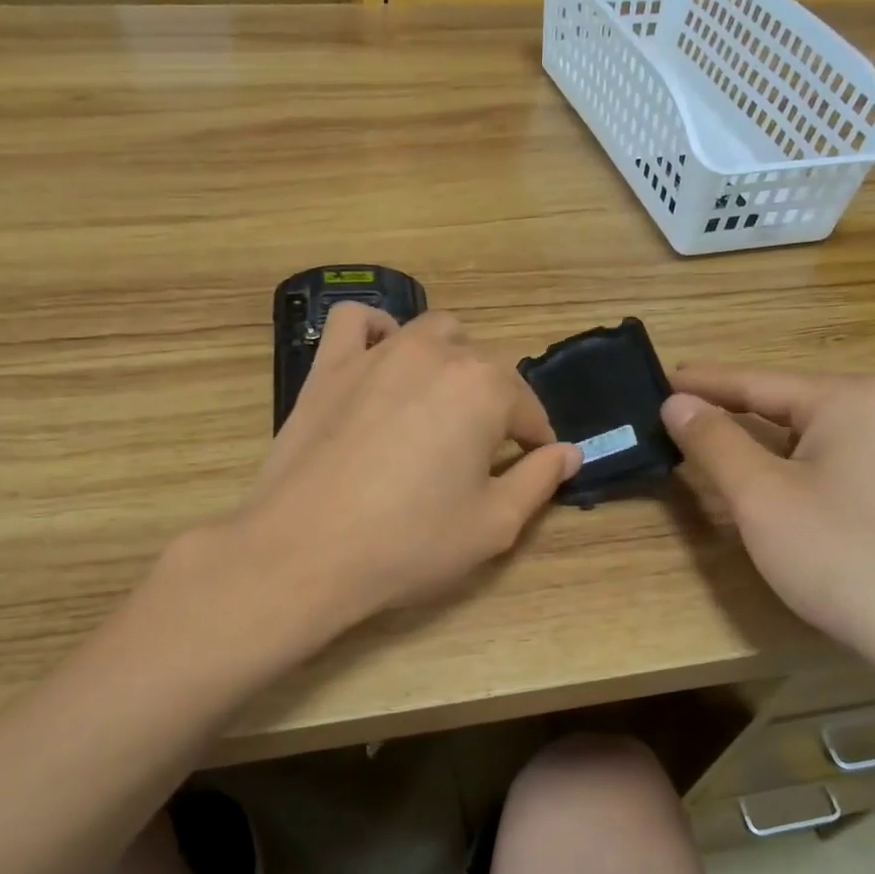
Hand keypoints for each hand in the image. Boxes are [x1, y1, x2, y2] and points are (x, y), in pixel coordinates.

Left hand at [236, 304, 580, 630]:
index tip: (534, 465)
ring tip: (439, 405)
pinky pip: (356, 322)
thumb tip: (569, 452)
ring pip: (431, 333)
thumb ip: (539, 481)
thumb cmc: (409, 542)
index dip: (536, 441)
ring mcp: (377, 353)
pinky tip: (381, 360)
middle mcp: (435, 354)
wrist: (305, 551)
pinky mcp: (329, 365)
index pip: (527, 408)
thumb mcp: (493, 525)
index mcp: (484, 388)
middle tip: (481, 451)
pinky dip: (377, 332)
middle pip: (483, 367)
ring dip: (449, 361)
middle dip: (494, 403)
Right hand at [660, 366, 874, 683]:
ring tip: (711, 431)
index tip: (659, 376)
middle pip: (785, 400)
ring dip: (757, 433)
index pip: (758, 381)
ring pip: (807, 430)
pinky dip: (787, 457)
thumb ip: (714, 441)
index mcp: (849, 399)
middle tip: (676, 406)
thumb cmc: (836, 554)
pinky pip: (829, 454)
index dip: (704, 382)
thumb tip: (676, 401)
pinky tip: (767, 469)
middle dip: (729, 404)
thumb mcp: (759, 495)